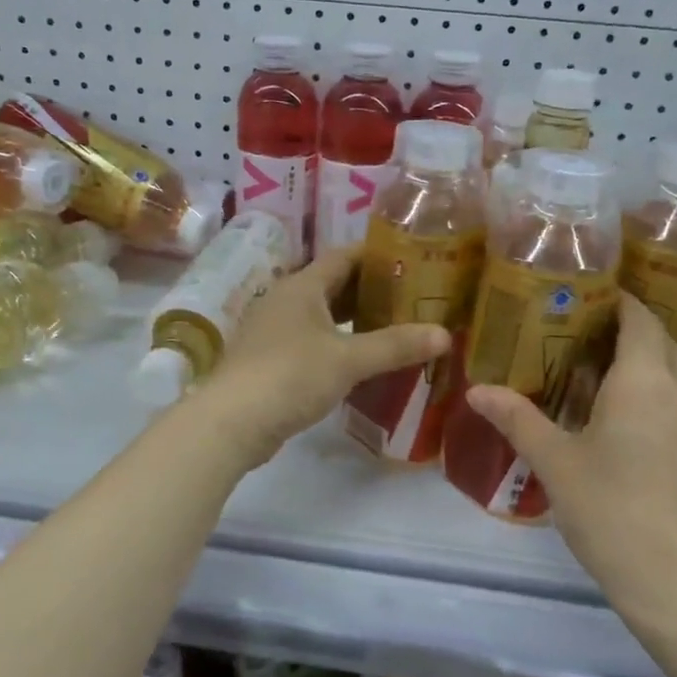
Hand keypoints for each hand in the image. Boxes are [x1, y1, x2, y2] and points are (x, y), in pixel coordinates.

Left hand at [198, 247, 449, 468]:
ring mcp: (273, 330)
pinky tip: (360, 360)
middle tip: (413, 296)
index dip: (377, 254)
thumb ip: (395, 345)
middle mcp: (284, 300)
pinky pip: (312, 341)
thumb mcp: (348, 359)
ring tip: (394, 326)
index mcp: (301, 286)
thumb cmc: (290, 376)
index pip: (344, 256)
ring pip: (322, 315)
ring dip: (354, 319)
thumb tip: (445, 334)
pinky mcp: (270, 360)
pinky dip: (338, 343)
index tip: (412, 257)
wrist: (232, 421)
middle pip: (333, 285)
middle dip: (371, 289)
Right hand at [463, 296, 676, 644]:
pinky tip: (615, 416)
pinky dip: (650, 391)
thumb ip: (516, 418)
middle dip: (625, 327)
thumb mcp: (555, 462)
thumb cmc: (612, 510)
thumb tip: (476, 390)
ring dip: (640, 361)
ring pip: (672, 372)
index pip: (639, 318)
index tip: (582, 292)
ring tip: (590, 367)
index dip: (616, 299)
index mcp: (645, 382)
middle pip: (660, 341)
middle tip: (576, 328)